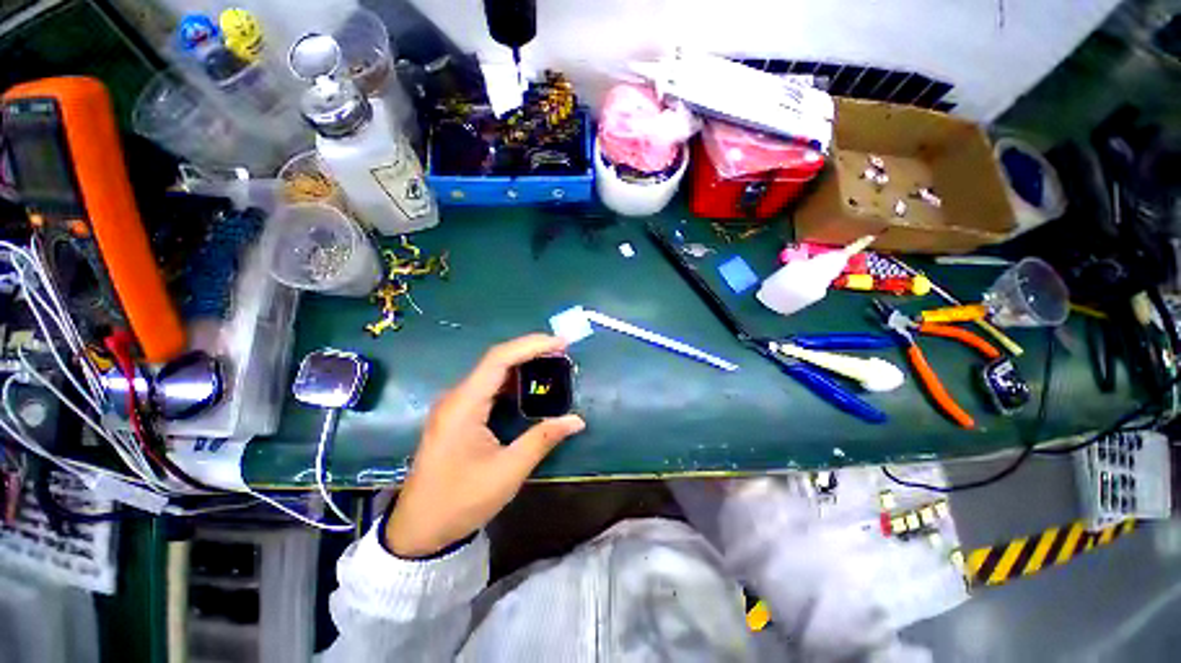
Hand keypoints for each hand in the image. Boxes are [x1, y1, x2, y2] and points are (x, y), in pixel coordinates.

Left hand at [385, 334, 585, 556]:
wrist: (419, 530)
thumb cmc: (461, 501)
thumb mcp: (508, 471)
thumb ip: (543, 439)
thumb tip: (577, 420)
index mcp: (464, 405)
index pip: (499, 359)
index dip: (532, 345)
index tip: (561, 343)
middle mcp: (457, 397)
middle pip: (496, 360)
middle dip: (531, 351)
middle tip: (562, 351)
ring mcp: (455, 405)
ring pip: (492, 373)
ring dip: (523, 365)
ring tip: (553, 363)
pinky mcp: (458, 415)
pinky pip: (488, 388)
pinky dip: (512, 382)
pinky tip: (530, 387)